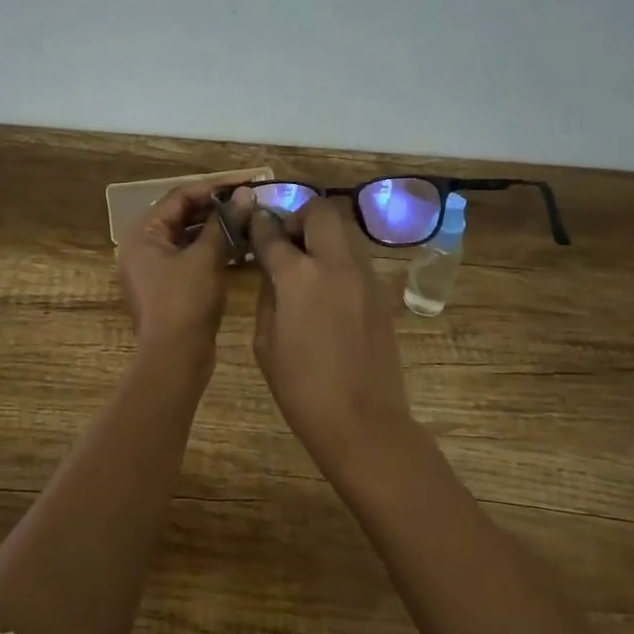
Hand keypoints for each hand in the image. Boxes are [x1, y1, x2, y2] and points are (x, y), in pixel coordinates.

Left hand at [116, 183, 236, 367]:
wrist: (175, 358)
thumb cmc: (186, 301)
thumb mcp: (206, 258)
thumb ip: (224, 223)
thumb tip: (245, 195)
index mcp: (142, 235)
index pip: (177, 198)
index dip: (210, 189)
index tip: (242, 185)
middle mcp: (141, 248)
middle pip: (179, 216)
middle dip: (213, 209)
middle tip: (246, 203)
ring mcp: (152, 269)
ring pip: (185, 238)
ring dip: (214, 229)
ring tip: (246, 222)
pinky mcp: (166, 287)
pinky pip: (188, 258)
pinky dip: (209, 250)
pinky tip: (237, 248)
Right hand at [249, 198, 412, 477]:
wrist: (363, 421)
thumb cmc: (301, 388)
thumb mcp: (266, 342)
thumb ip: (268, 295)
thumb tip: (273, 271)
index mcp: (299, 277)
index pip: (273, 233)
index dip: (259, 225)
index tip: (252, 224)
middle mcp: (335, 264)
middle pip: (320, 211)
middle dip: (298, 218)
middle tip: (287, 244)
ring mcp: (365, 276)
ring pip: (345, 229)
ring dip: (323, 234)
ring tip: (308, 264)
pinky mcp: (381, 292)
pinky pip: (357, 257)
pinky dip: (339, 258)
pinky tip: (328, 288)